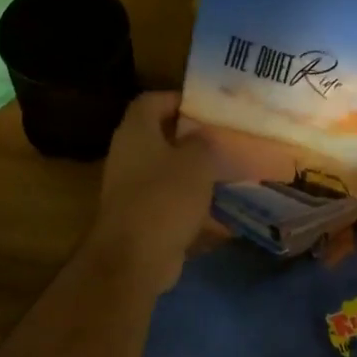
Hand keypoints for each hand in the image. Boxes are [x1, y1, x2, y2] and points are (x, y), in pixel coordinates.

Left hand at [85, 92, 217, 295]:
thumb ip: (202, 142)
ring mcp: (131, 189)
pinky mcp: (140, 218)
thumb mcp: (196, 162)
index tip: (206, 106)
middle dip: (191, 139)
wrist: (135, 258)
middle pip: (160, 137)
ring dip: (194, 174)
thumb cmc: (165, 197)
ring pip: (167, 172)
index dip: (178, 98)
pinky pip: (170, 204)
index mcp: (136, 132)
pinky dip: (192, 207)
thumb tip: (201, 136)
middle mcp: (128, 155)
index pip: (152, 101)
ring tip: (228, 174)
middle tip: (222, 139)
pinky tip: (222, 216)